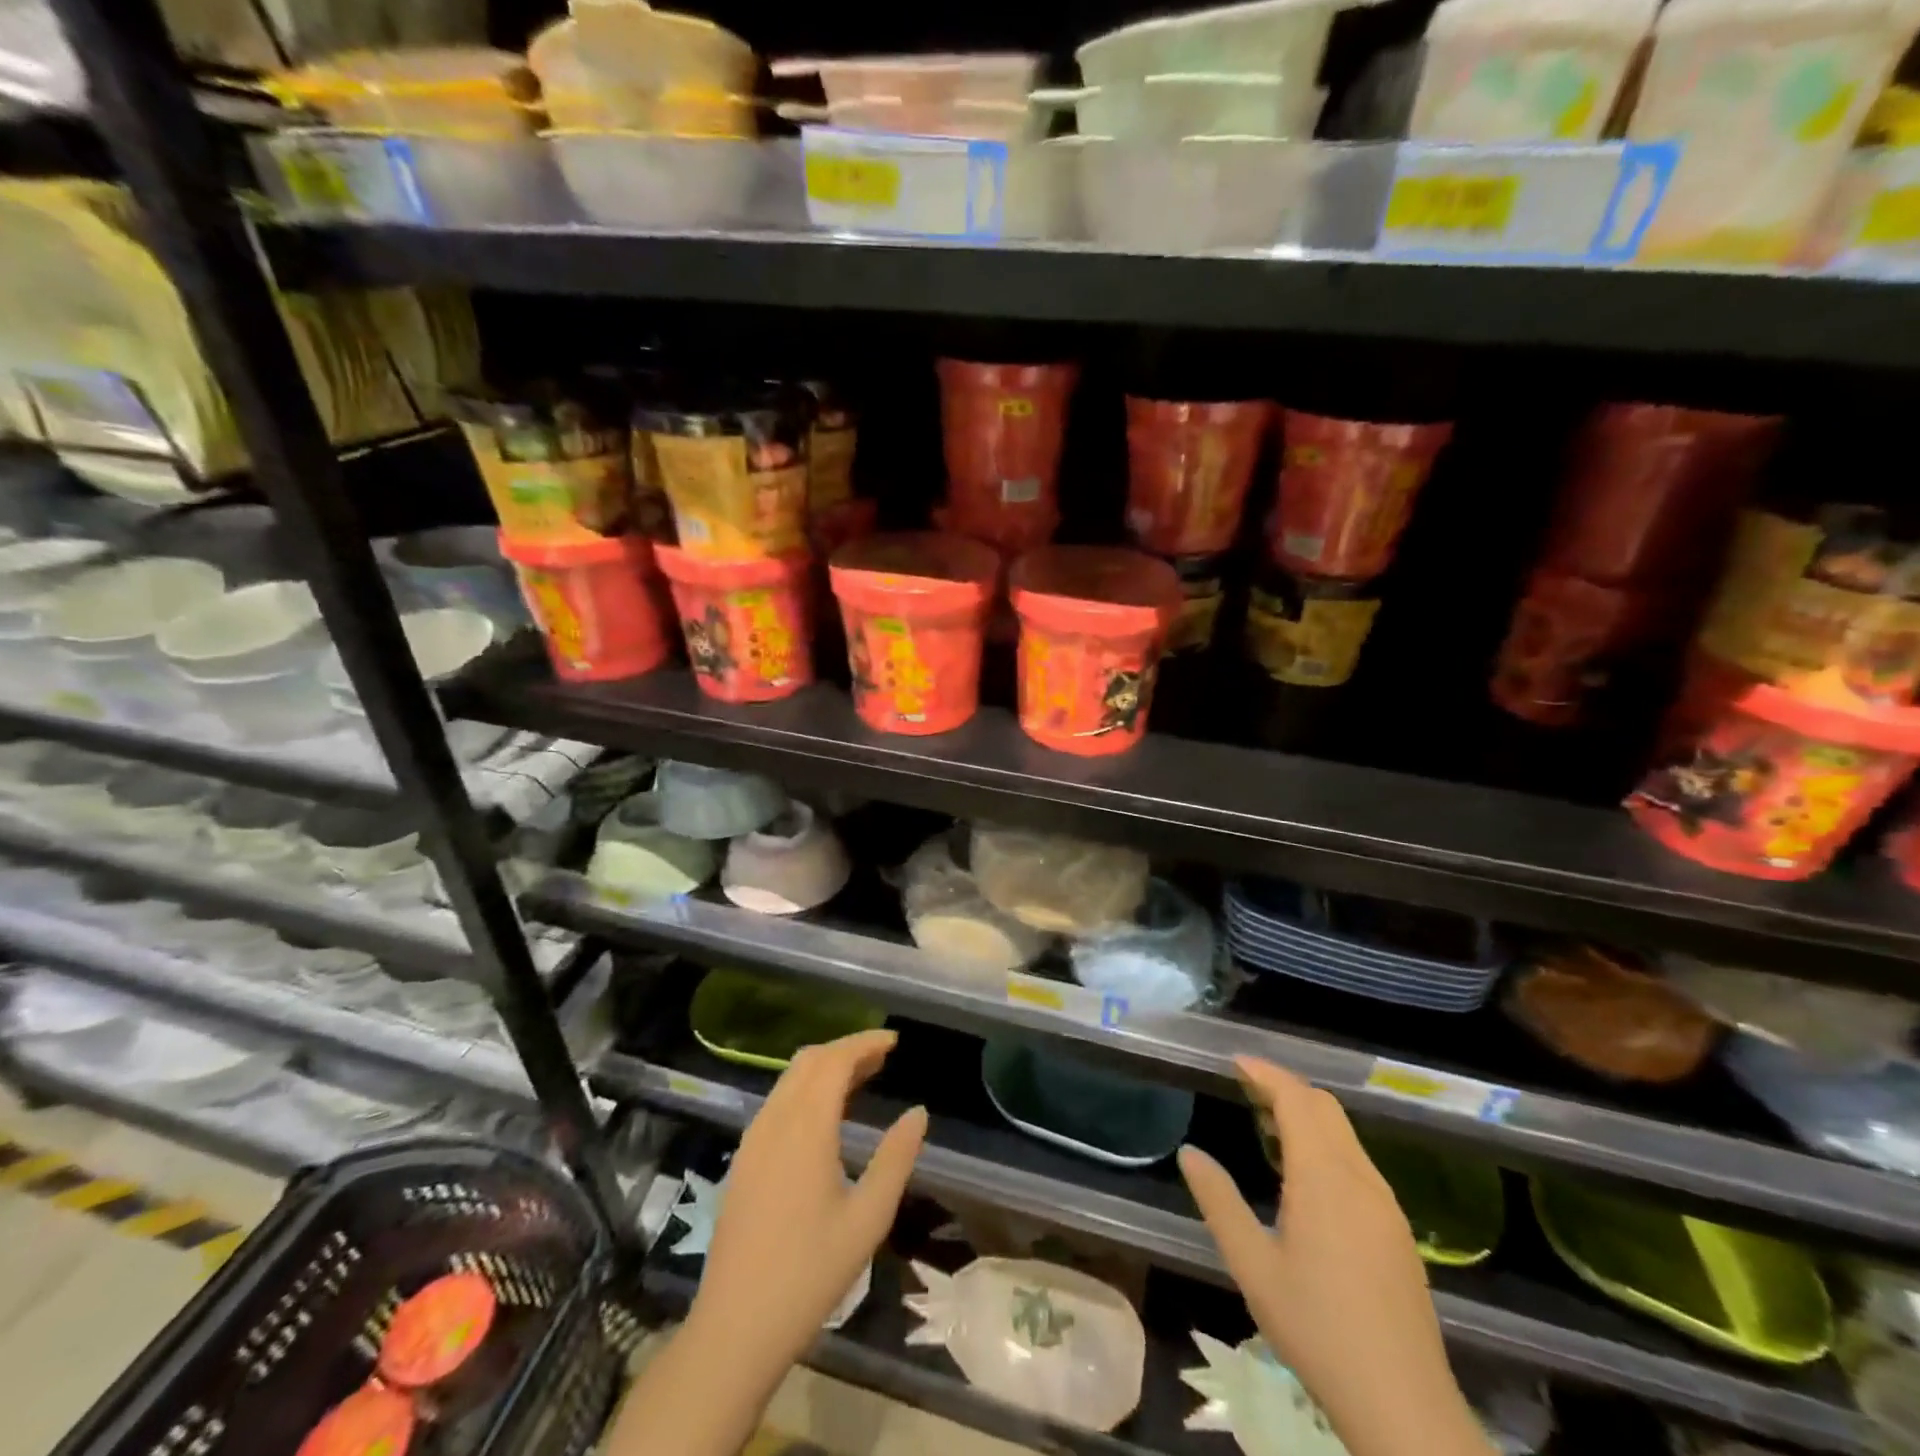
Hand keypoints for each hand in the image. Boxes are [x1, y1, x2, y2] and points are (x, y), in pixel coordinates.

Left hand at [689, 1029, 928, 1374]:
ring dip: (825, 1068)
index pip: (835, 1060)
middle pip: (809, 1060)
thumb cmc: (810, 1273)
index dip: (865, 1043)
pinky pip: (777, 1102)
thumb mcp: (868, 1218)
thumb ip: (896, 1159)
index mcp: (806, 1128)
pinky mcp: (743, 1160)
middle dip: (846, 1050)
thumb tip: (918, 1112)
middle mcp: (775, 1121)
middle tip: (882, 1058)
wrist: (735, 1327)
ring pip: (789, 1079)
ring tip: (862, 1079)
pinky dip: (806, 1090)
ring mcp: (753, 1140)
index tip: (894, 1041)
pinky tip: (826, 1116)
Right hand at [1178, 1057, 1491, 1455]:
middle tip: (1245, 1089)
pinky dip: (1326, 1145)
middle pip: (1325, 1108)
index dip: (1266, 1073)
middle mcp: (1360, 1178)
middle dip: (1285, 1088)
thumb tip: (1189, 1152)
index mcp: (1323, 1177)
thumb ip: (1218, 1201)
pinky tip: (1304, 1177)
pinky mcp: (1397, 1230)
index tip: (1235, 1062)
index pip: (1297, 1100)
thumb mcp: (1252, 1265)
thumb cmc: (1317, 1329)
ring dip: (1307, 1116)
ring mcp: (1385, 1204)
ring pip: (1345, 1135)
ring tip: (1267, 1126)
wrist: (1404, 1406)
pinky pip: (1358, 1163)